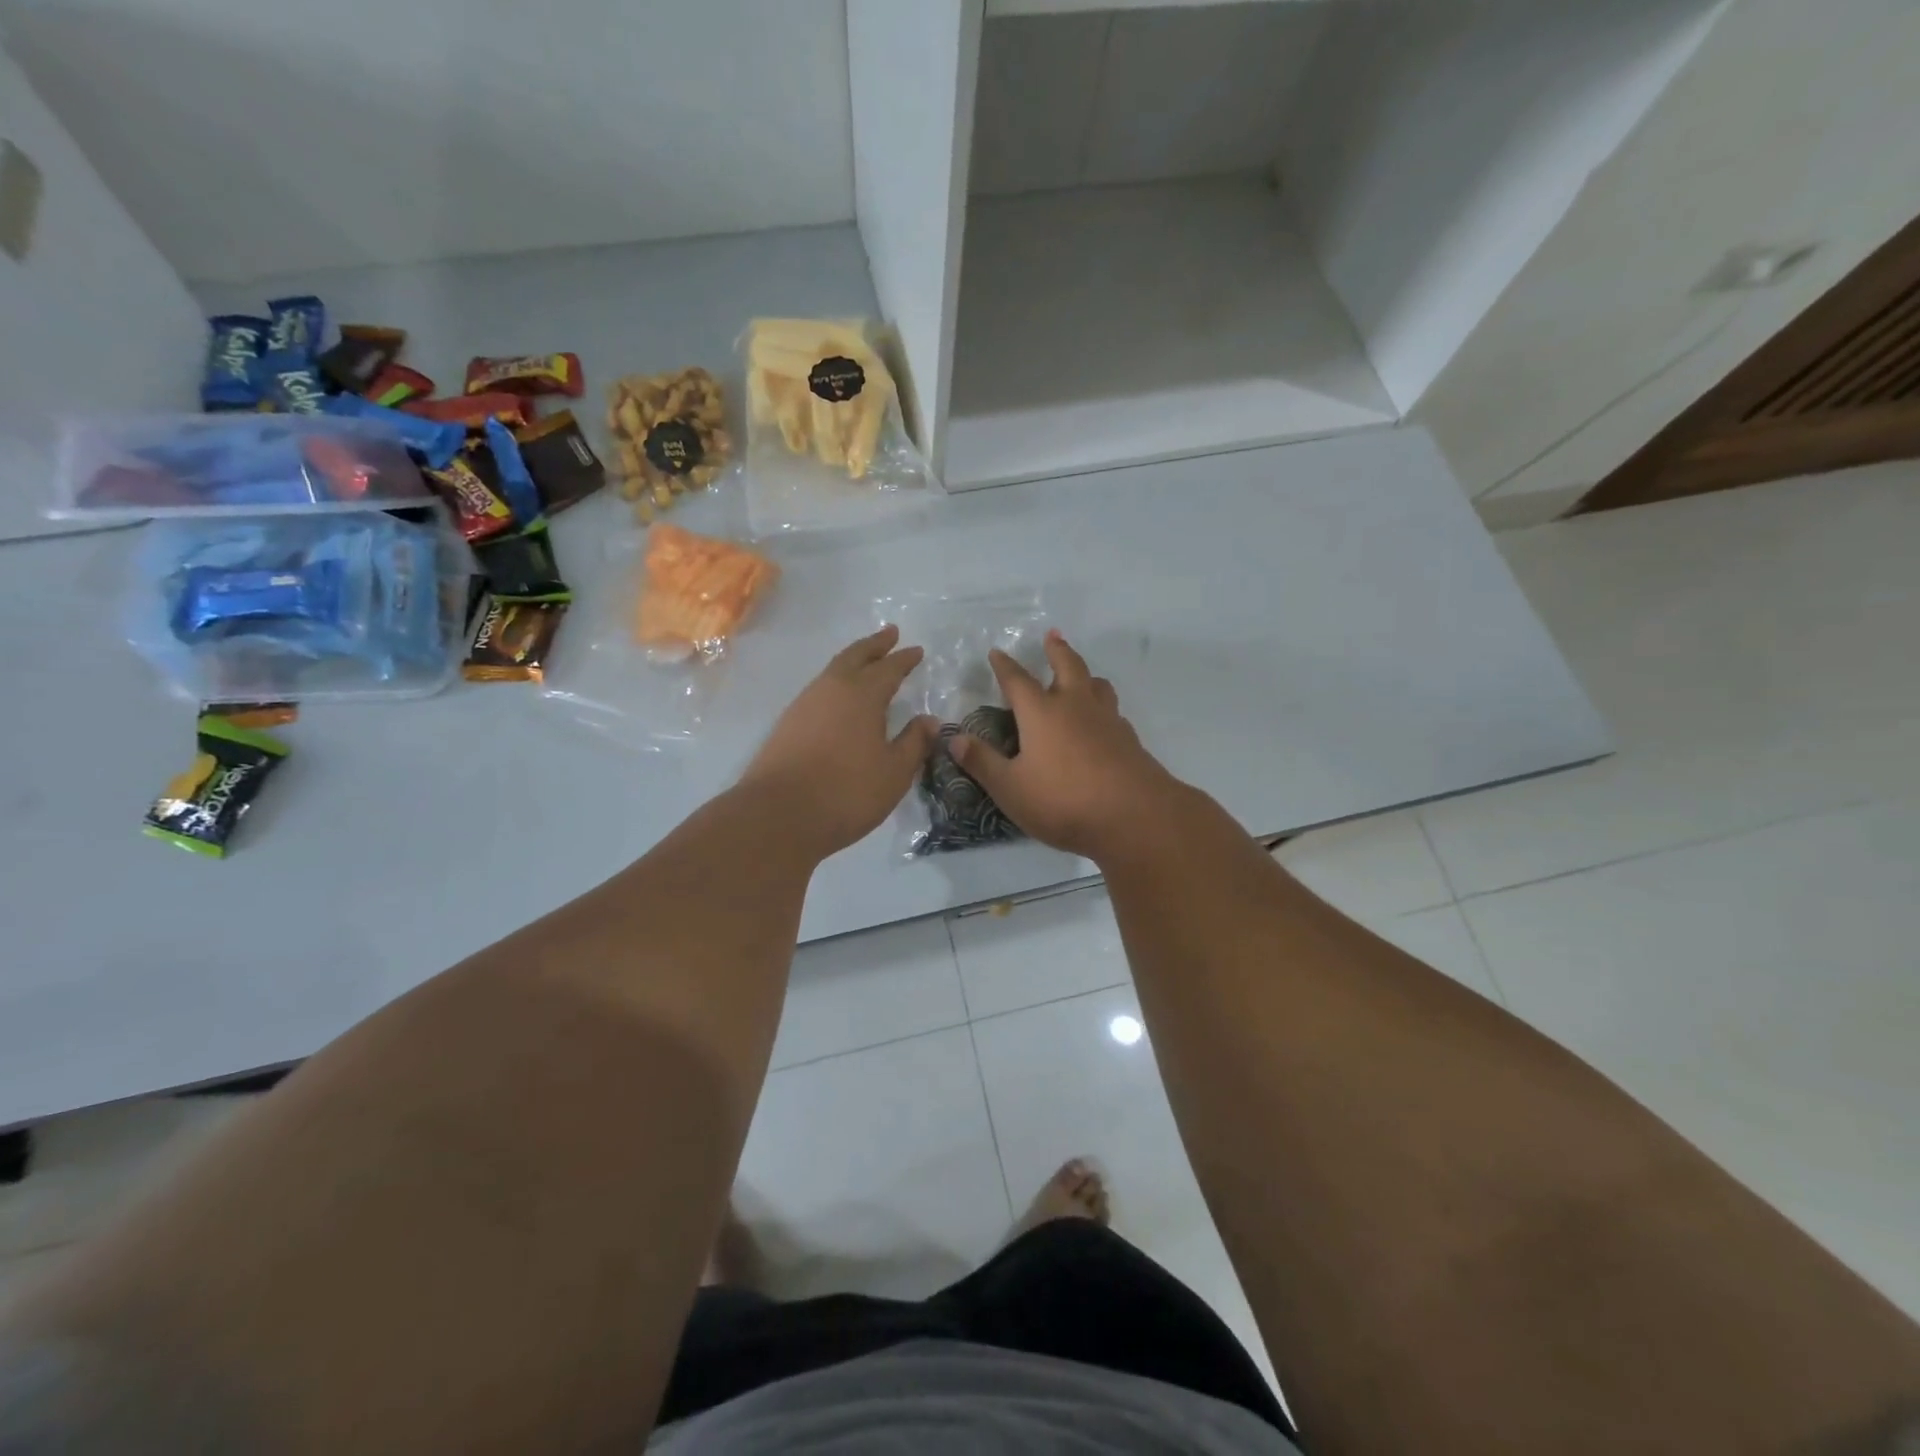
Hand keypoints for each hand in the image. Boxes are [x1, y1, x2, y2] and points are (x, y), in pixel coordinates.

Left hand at [740, 626, 939, 857]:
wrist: (778, 815)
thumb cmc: (847, 792)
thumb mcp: (894, 772)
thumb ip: (914, 743)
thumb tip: (929, 720)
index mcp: (862, 695)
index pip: (889, 668)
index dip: (904, 659)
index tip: (917, 651)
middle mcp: (831, 689)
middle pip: (855, 656)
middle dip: (875, 644)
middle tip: (890, 633)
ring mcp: (804, 704)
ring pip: (833, 670)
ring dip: (852, 660)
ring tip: (866, 661)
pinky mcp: (787, 724)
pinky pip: (819, 689)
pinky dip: (835, 681)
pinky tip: (839, 697)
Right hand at [951, 630, 1182, 859]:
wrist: (1133, 817)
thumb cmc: (1063, 800)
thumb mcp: (1010, 788)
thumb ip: (982, 762)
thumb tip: (954, 739)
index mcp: (1041, 713)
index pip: (1017, 680)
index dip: (1004, 666)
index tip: (997, 652)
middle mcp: (1075, 706)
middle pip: (1067, 665)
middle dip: (1056, 650)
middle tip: (1052, 635)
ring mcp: (1107, 721)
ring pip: (1097, 685)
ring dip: (1086, 674)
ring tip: (1081, 675)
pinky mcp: (1129, 740)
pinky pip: (1113, 712)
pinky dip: (1103, 707)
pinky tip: (1101, 722)